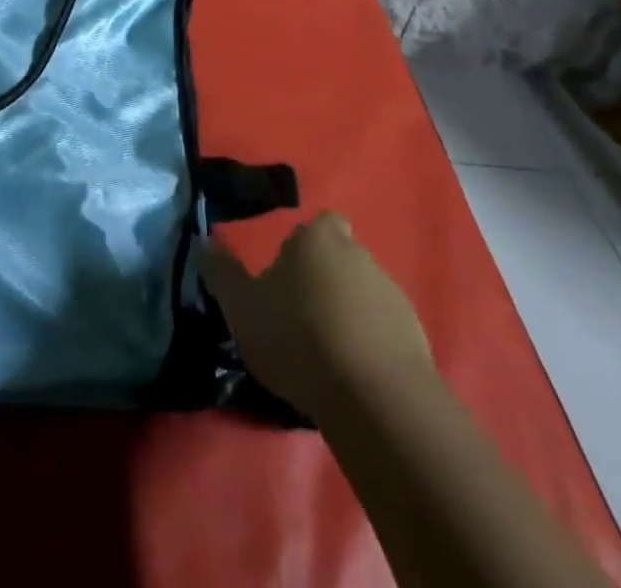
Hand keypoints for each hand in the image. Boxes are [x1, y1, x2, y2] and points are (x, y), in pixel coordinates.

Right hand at [201, 211, 430, 420]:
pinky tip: (351, 378)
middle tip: (299, 318)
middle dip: (324, 281)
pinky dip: (370, 346)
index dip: (304, 246)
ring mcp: (392, 294)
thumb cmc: (299, 337)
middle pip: (340, 258)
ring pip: (363, 295)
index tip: (288, 275)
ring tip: (324, 355)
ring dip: (347, 315)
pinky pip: (385, 332)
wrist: (375, 397)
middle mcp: (359, 254)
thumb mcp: (242, 307)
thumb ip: (221, 272)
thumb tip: (205, 241)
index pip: (318, 224)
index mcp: (317, 238)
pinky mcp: (415, 337)